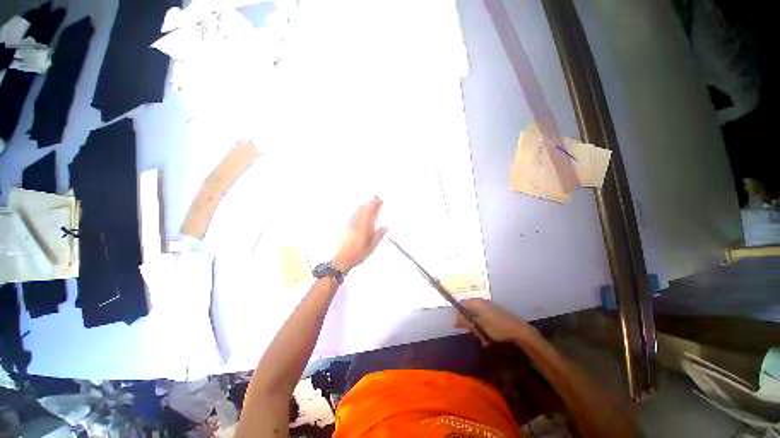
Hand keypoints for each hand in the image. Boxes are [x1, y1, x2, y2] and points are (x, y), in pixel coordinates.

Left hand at [331, 198, 387, 272]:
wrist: (341, 260)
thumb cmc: (357, 255)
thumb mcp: (371, 247)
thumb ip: (378, 236)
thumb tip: (385, 228)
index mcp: (364, 229)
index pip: (371, 213)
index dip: (376, 206)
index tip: (380, 200)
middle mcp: (356, 225)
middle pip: (364, 210)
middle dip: (370, 203)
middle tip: (376, 198)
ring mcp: (350, 225)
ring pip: (358, 211)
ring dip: (364, 205)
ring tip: (368, 201)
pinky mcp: (345, 227)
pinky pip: (353, 215)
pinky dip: (357, 209)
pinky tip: (358, 209)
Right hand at [455, 298, 537, 343]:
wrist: (519, 331)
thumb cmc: (497, 328)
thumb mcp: (479, 327)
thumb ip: (466, 322)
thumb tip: (454, 320)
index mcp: (476, 303)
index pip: (461, 304)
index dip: (458, 314)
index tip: (459, 325)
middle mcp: (481, 302)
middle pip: (468, 310)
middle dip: (469, 322)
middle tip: (472, 332)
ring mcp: (489, 307)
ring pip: (476, 315)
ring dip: (476, 326)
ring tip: (481, 337)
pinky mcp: (494, 312)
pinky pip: (483, 318)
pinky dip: (483, 326)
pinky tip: (487, 337)